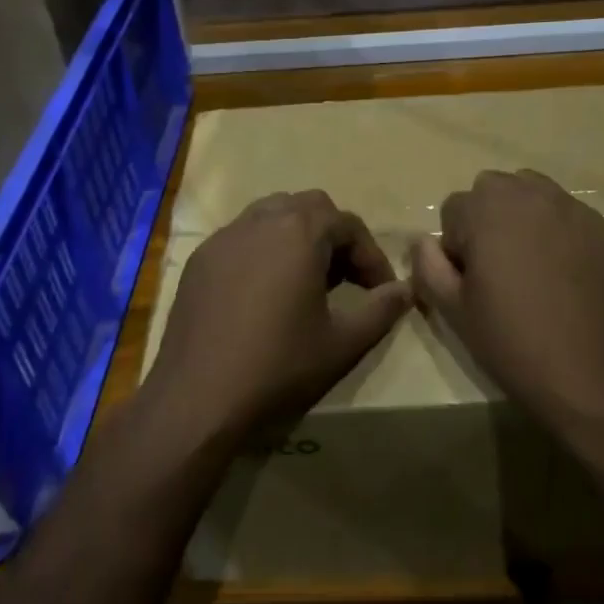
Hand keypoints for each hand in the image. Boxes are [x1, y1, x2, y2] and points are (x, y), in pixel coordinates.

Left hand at [146, 190, 413, 445]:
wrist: (197, 397)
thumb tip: (406, 290)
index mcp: (300, 232)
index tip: (381, 291)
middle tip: (344, 278)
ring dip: (297, 235)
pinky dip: (264, 249)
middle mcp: (261, 220)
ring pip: (272, 213)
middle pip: (310, 207)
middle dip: (335, 236)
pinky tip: (263, 291)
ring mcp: (225, 236)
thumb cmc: (278, 366)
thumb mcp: (342, 343)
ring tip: (306, 279)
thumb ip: (381, 310)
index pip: (348, 224)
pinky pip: (242, 236)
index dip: (371, 256)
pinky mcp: (201, 258)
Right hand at [411, 170, 603, 443]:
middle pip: (494, 189)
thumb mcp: (454, 310)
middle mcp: (532, 195)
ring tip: (533, 267)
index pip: (454, 208)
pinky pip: (573, 218)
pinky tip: (570, 279)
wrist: (595, 381)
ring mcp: (576, 210)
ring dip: (525, 218)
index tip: (471, 280)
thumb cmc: (513, 343)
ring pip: (536, 194)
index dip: (456, 246)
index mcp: (487, 209)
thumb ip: (428, 265)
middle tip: (498, 270)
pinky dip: (564, 236)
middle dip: (488, 220)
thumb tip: (422, 240)